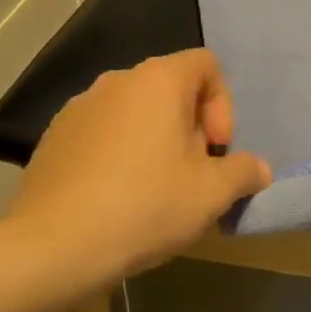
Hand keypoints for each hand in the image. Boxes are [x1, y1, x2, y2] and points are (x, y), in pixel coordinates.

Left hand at [11, 49, 270, 283]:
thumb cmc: (144, 206)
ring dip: (155, 141)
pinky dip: (119, 154)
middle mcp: (117, 81)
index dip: (223, 104)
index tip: (216, 149)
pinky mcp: (53, 137)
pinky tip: (116, 198)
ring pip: (135, 113)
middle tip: (192, 175)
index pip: (206, 64)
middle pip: (171, 90)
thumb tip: (258, 168)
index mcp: (158, 80)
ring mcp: (79, 107)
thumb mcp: (211, 194)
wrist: (52, 247)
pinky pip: (102, 133)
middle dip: (191, 128)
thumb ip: (244, 172)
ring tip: (155, 190)